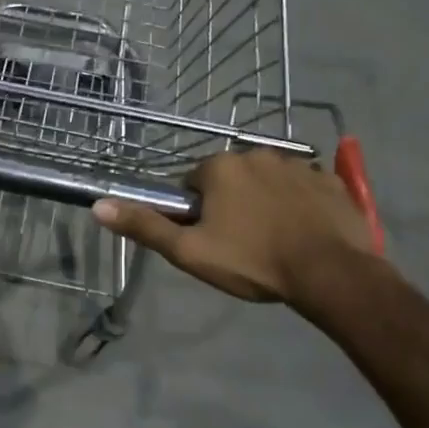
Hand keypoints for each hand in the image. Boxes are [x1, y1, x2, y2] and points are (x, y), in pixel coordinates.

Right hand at [93, 149, 377, 311]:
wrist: (330, 273)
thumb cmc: (252, 261)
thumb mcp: (189, 251)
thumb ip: (145, 226)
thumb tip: (98, 206)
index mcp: (219, 167)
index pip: (192, 183)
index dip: (195, 212)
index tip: (208, 238)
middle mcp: (256, 153)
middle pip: (230, 179)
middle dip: (230, 204)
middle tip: (239, 243)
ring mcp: (298, 164)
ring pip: (266, 182)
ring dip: (263, 202)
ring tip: (272, 241)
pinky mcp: (329, 180)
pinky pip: (302, 187)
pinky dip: (297, 204)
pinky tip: (301, 232)